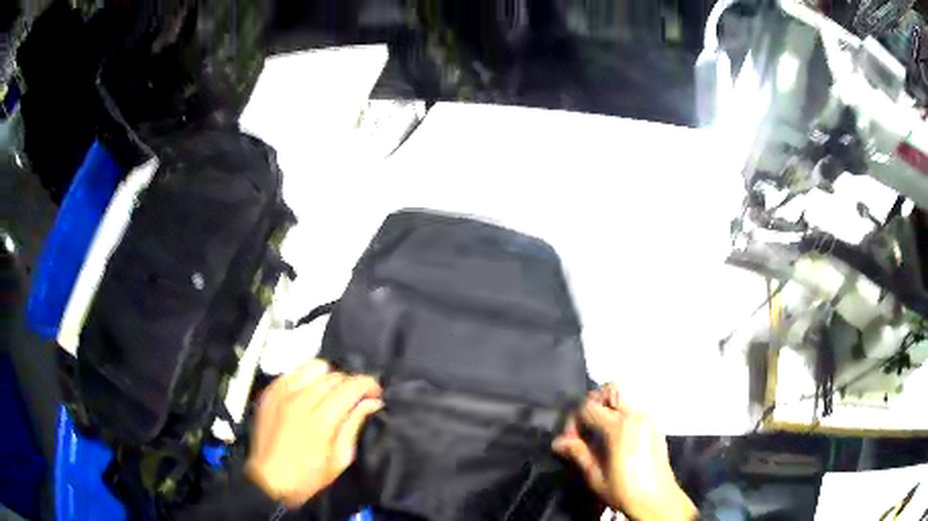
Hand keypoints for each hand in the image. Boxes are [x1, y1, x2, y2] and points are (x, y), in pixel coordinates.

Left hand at [246, 360, 382, 507]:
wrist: (269, 480)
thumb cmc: (309, 476)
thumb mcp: (340, 459)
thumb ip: (354, 425)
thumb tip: (371, 403)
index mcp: (321, 418)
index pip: (351, 386)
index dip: (369, 385)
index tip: (376, 393)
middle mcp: (300, 399)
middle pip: (334, 375)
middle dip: (351, 383)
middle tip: (356, 398)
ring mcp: (282, 392)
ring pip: (313, 367)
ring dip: (328, 377)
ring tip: (331, 393)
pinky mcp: (270, 392)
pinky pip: (293, 372)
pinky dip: (306, 378)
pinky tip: (309, 393)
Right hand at [552, 383, 696, 520]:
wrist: (657, 499)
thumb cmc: (624, 490)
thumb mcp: (595, 476)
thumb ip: (578, 453)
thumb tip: (558, 442)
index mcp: (619, 427)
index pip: (588, 408)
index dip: (573, 421)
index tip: (569, 440)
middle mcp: (636, 415)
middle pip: (611, 389)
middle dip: (594, 403)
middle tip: (585, 426)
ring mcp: (649, 418)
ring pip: (626, 395)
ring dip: (609, 405)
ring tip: (600, 429)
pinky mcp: (656, 425)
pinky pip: (636, 407)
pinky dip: (623, 412)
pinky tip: (617, 435)